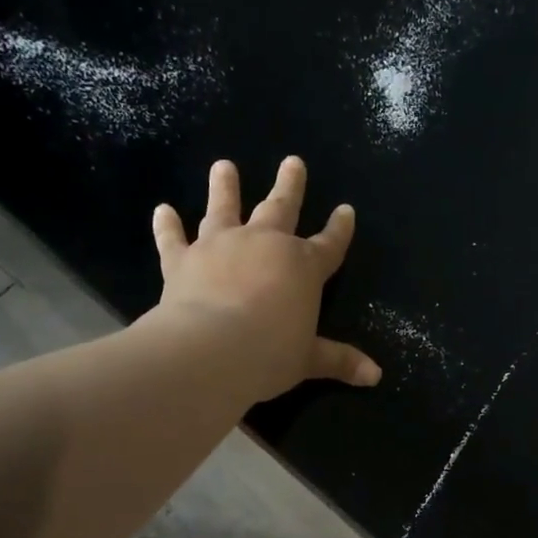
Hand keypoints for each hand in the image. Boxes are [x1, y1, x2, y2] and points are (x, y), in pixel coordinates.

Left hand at [152, 156, 381, 401]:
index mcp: (302, 267)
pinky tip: (161, 211)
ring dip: (225, 187)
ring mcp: (220, 246)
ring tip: (223, 166)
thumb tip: (376, 376)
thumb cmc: (269, 354)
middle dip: (289, 185)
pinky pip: (173, 239)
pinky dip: (167, 226)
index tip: (346, 210)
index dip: (340, 229)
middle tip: (292, 162)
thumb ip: (340, 361)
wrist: (210, 350)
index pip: (329, 244)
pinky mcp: (182, 260)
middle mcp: (264, 244)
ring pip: (224, 208)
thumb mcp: (309, 360)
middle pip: (280, 208)